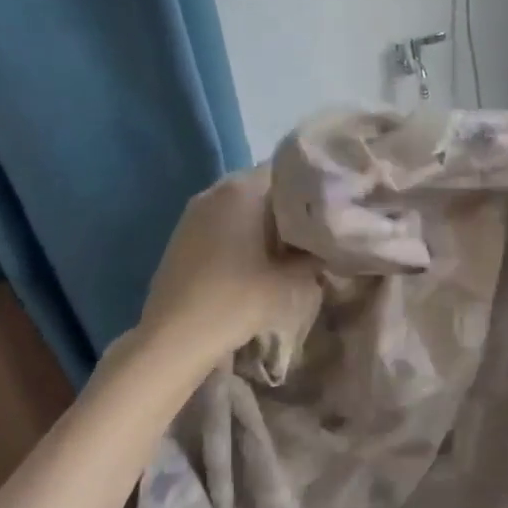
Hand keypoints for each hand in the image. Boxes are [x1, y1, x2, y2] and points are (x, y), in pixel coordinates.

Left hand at [138, 167, 315, 355]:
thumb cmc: (238, 300)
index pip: (288, 168)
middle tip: (318, 225)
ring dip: (266, 219)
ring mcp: (194, 213)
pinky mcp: (182, 236)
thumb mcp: (294, 280)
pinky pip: (223, 221)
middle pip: (264, 185)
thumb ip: (317, 254)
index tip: (333, 203)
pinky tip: (258, 258)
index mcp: (242, 189)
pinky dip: (243, 232)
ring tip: (292, 243)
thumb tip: (332, 243)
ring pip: (242, 204)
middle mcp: (215, 190)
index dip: (313, 183)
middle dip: (290, 203)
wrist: (174, 339)